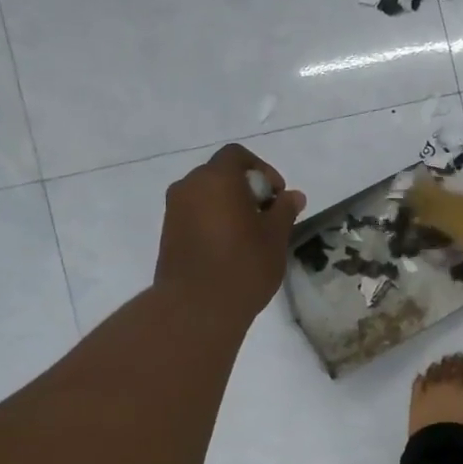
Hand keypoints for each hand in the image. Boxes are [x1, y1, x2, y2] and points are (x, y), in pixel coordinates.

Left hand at [154, 145, 306, 321]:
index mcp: (217, 179)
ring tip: (250, 235)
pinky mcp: (169, 233)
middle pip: (220, 174)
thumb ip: (284, 210)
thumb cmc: (243, 265)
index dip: (262, 170)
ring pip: (207, 195)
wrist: (197, 307)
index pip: (237, 156)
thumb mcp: (275, 237)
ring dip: (229, 206)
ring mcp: (175, 210)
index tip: (277, 196)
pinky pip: (195, 214)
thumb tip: (293, 196)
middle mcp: (190, 186)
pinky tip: (230, 248)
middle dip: (246, 189)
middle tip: (267, 217)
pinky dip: (214, 221)